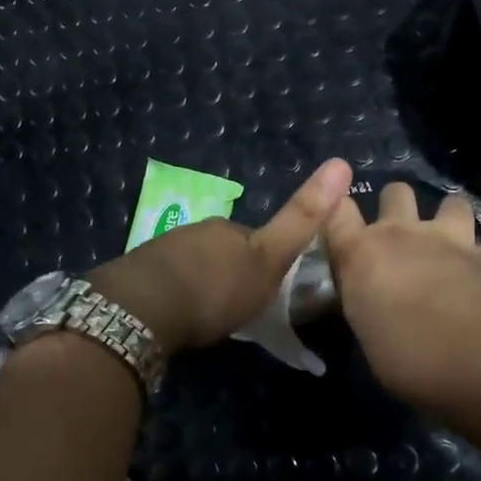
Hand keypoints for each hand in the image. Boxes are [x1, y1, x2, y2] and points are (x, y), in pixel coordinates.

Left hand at [88, 159, 354, 355]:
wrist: (145, 306)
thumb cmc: (216, 287)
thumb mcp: (269, 259)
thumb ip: (300, 219)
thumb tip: (339, 164)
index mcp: (230, 230)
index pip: (258, 240)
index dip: (267, 261)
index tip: (268, 288)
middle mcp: (198, 231)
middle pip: (224, 250)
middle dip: (232, 271)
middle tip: (236, 306)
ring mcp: (165, 249)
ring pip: (195, 263)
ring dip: (203, 282)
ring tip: (206, 316)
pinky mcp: (140, 271)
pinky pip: (168, 279)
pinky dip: (177, 293)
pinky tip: (177, 315)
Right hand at [323, 181, 480, 408]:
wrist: (478, 355)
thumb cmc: (406, 356)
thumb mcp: (370, 337)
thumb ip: (371, 312)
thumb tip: (378, 315)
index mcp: (363, 255)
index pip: (336, 213)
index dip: (337, 210)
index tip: (340, 219)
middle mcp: (408, 235)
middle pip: (396, 193)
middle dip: (398, 205)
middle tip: (403, 233)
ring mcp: (458, 242)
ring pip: (455, 204)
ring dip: (455, 219)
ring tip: (457, 246)